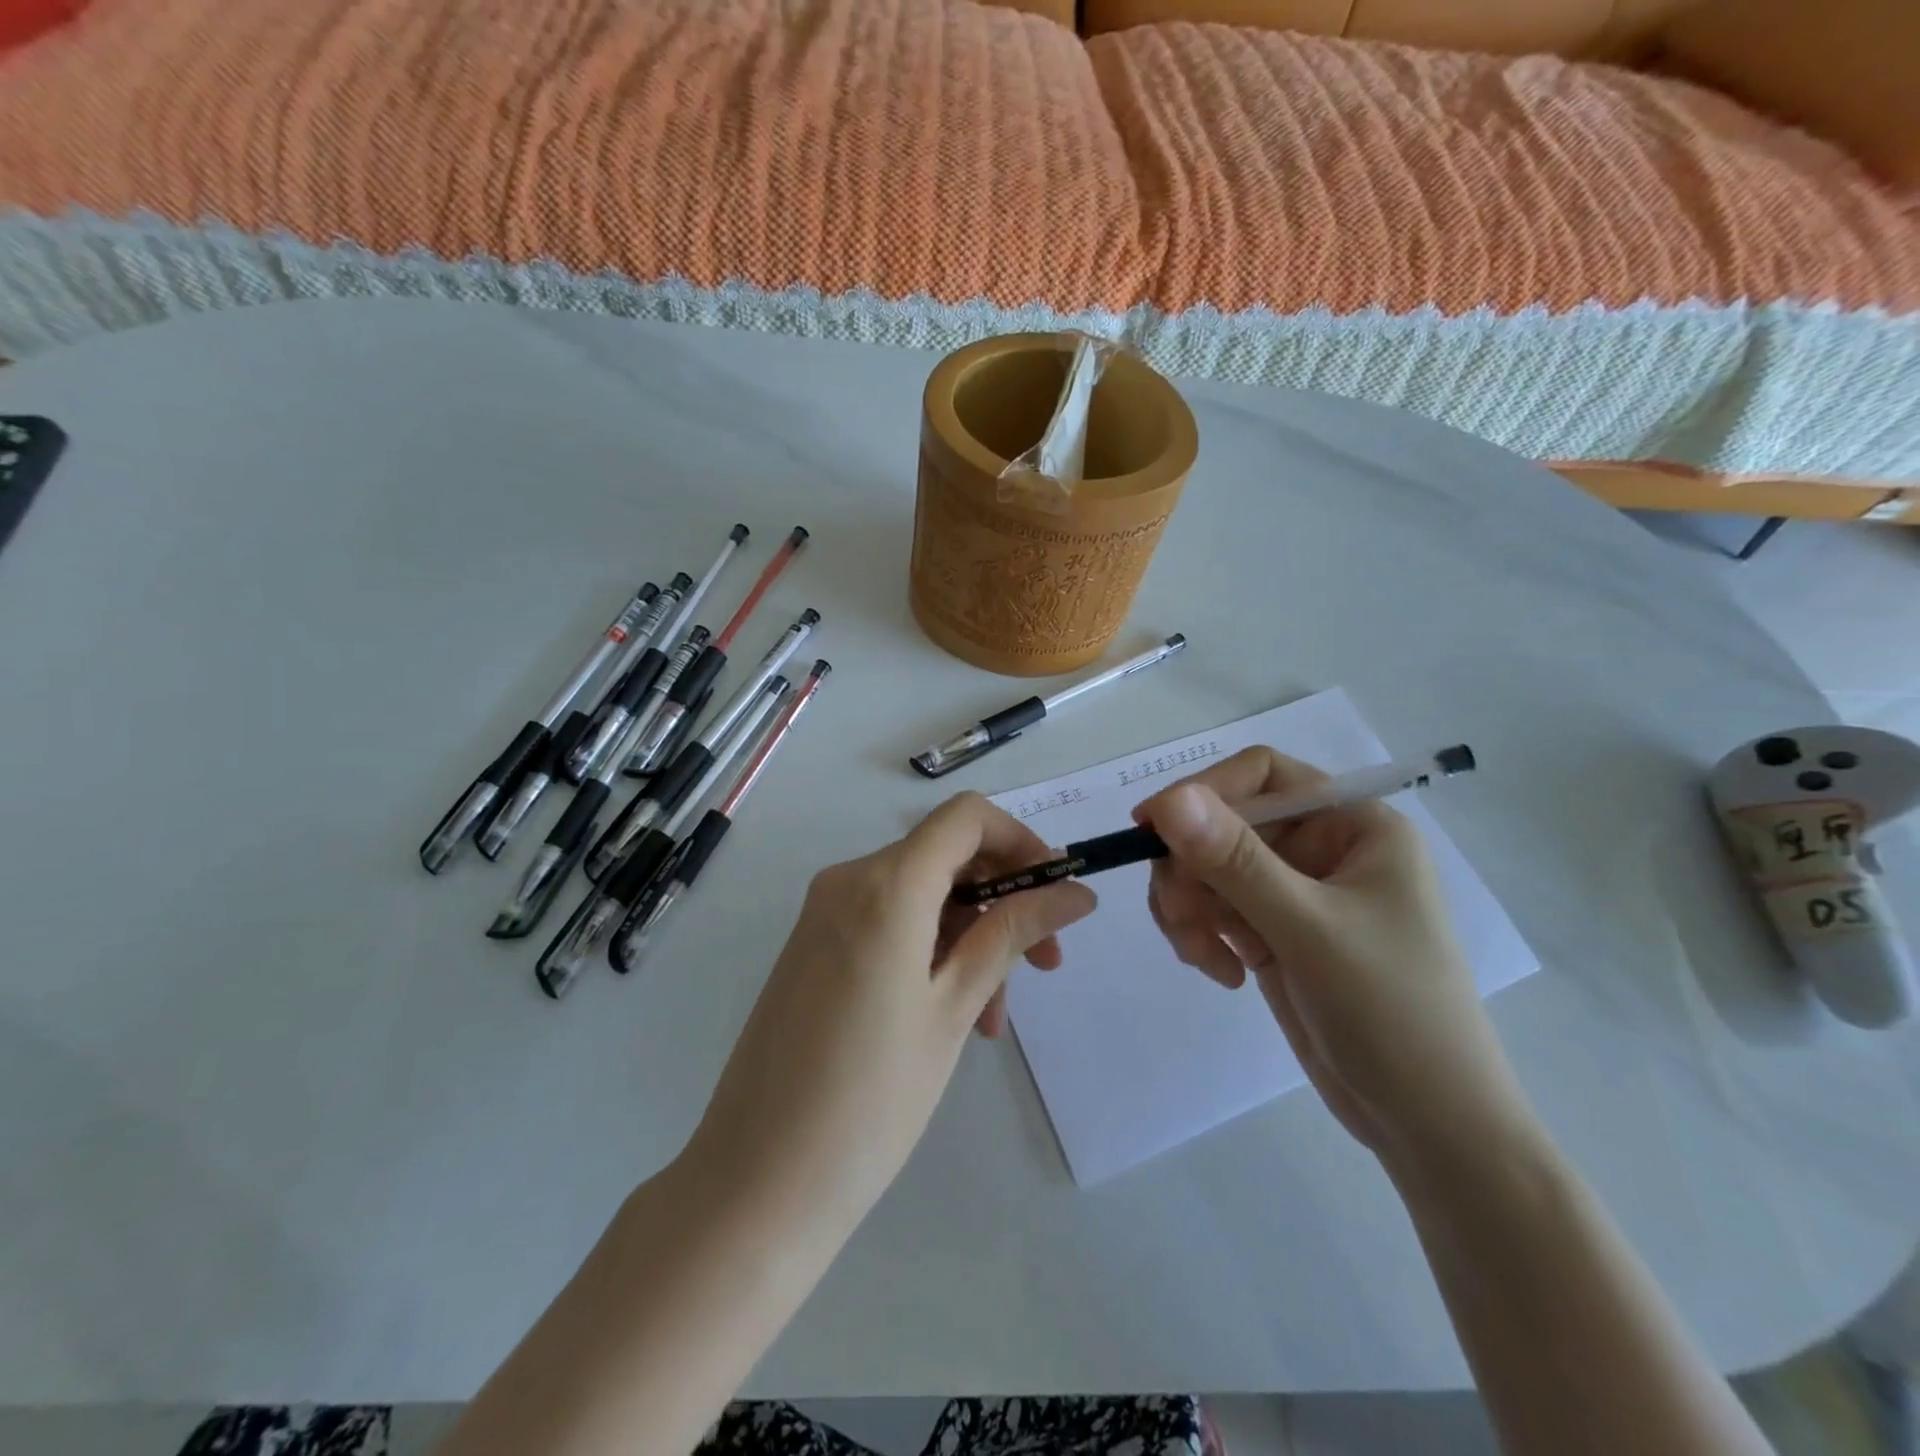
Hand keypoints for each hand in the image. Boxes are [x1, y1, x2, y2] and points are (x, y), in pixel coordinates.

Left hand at [682, 792, 1095, 1236]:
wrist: (756, 1181)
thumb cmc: (871, 1098)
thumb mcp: (954, 1008)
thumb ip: (1013, 935)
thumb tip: (1075, 892)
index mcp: (884, 884)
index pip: (967, 817)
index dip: (1021, 841)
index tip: (1055, 893)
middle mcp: (848, 880)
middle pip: (946, 857)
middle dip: (1003, 901)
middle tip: (1045, 966)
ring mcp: (823, 913)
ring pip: (921, 897)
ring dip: (969, 938)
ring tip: (991, 1019)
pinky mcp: (813, 946)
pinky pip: (888, 923)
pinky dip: (930, 951)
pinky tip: (950, 1016)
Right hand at [1135, 749, 1536, 1172]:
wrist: (1429, 1125)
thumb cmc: (1393, 1014)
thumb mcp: (1310, 930)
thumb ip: (1236, 861)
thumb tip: (1168, 800)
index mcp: (1353, 825)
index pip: (1261, 775)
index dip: (1202, 792)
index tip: (1149, 830)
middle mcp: (1321, 848)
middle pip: (1223, 824)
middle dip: (1191, 868)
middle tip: (1181, 917)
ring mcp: (1294, 893)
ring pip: (1207, 868)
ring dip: (1189, 907)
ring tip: (1200, 955)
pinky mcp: (1272, 933)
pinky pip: (1212, 909)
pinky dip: (1200, 934)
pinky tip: (1222, 973)